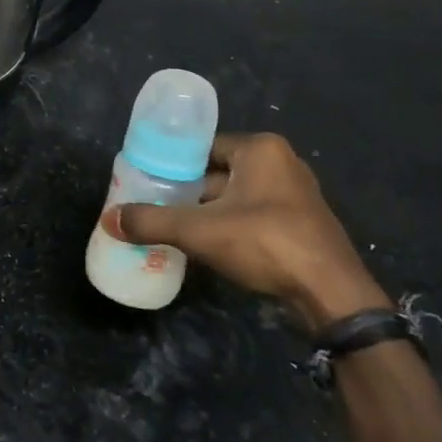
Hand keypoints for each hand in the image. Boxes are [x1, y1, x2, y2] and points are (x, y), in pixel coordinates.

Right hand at [114, 132, 386, 327]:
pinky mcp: (302, 224)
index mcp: (260, 149)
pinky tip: (208, 246)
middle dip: (188, 191)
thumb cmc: (266, 243)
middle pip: (218, 172)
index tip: (148, 181)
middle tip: (155, 205)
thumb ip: (152, 222)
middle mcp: (281, 163)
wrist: (332, 295)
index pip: (204, 147)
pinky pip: (254, 215)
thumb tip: (109, 220)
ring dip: (208, 211)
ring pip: (236, 196)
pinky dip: (230, 226)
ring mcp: (295, 195)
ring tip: (174, 227)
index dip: (173, 163)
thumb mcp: (200, 231)